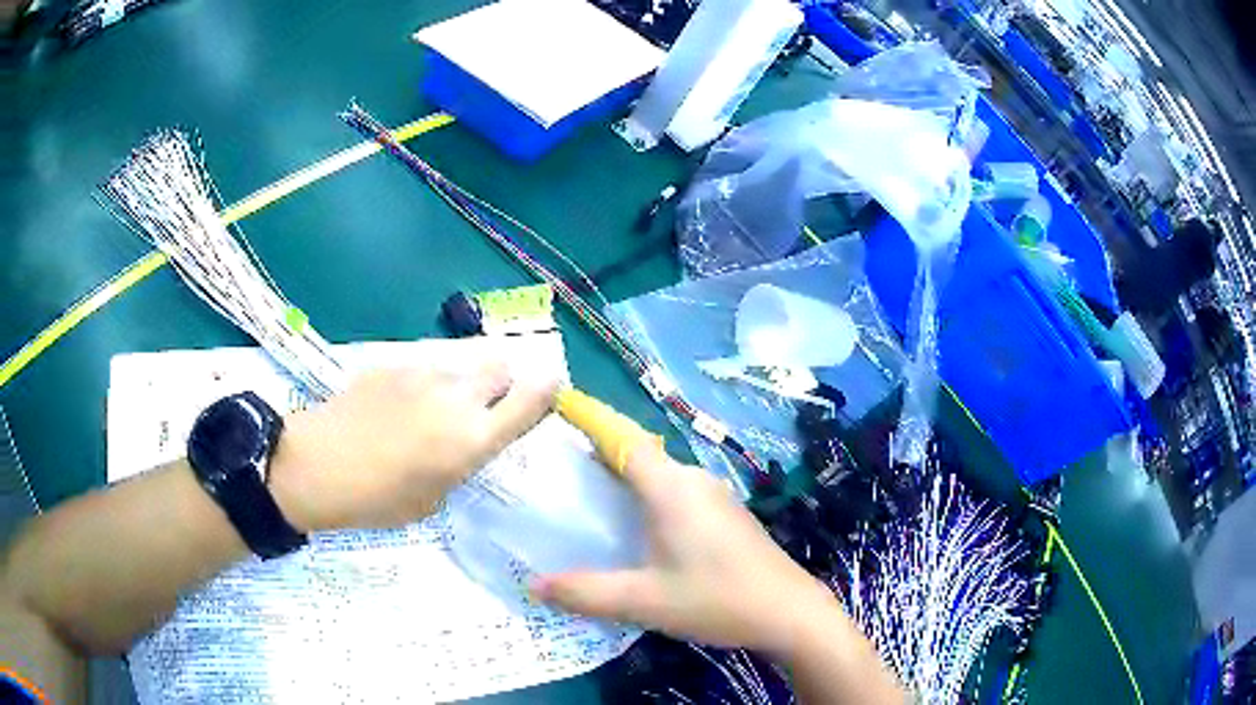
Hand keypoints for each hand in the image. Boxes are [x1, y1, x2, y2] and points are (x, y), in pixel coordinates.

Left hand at [269, 366, 556, 531]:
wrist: (316, 466)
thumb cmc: (377, 500)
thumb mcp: (432, 499)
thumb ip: (458, 465)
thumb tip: (462, 444)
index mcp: (472, 439)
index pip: (529, 400)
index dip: (546, 391)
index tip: (549, 390)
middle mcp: (456, 398)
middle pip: (500, 366)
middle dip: (500, 382)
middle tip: (479, 406)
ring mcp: (422, 374)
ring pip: (457, 368)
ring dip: (455, 386)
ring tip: (423, 414)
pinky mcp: (391, 364)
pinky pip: (421, 370)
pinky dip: (419, 386)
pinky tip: (391, 409)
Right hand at [530, 446, 834, 653]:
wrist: (789, 611)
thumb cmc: (715, 600)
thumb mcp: (643, 601)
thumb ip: (585, 592)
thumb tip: (533, 586)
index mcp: (671, 488)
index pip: (622, 439)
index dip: (590, 424)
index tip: (556, 415)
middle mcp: (693, 480)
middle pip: (638, 456)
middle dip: (598, 460)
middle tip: (555, 479)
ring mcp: (715, 496)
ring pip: (659, 477)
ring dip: (625, 483)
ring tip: (586, 505)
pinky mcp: (726, 514)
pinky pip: (676, 494)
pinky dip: (648, 500)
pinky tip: (635, 531)